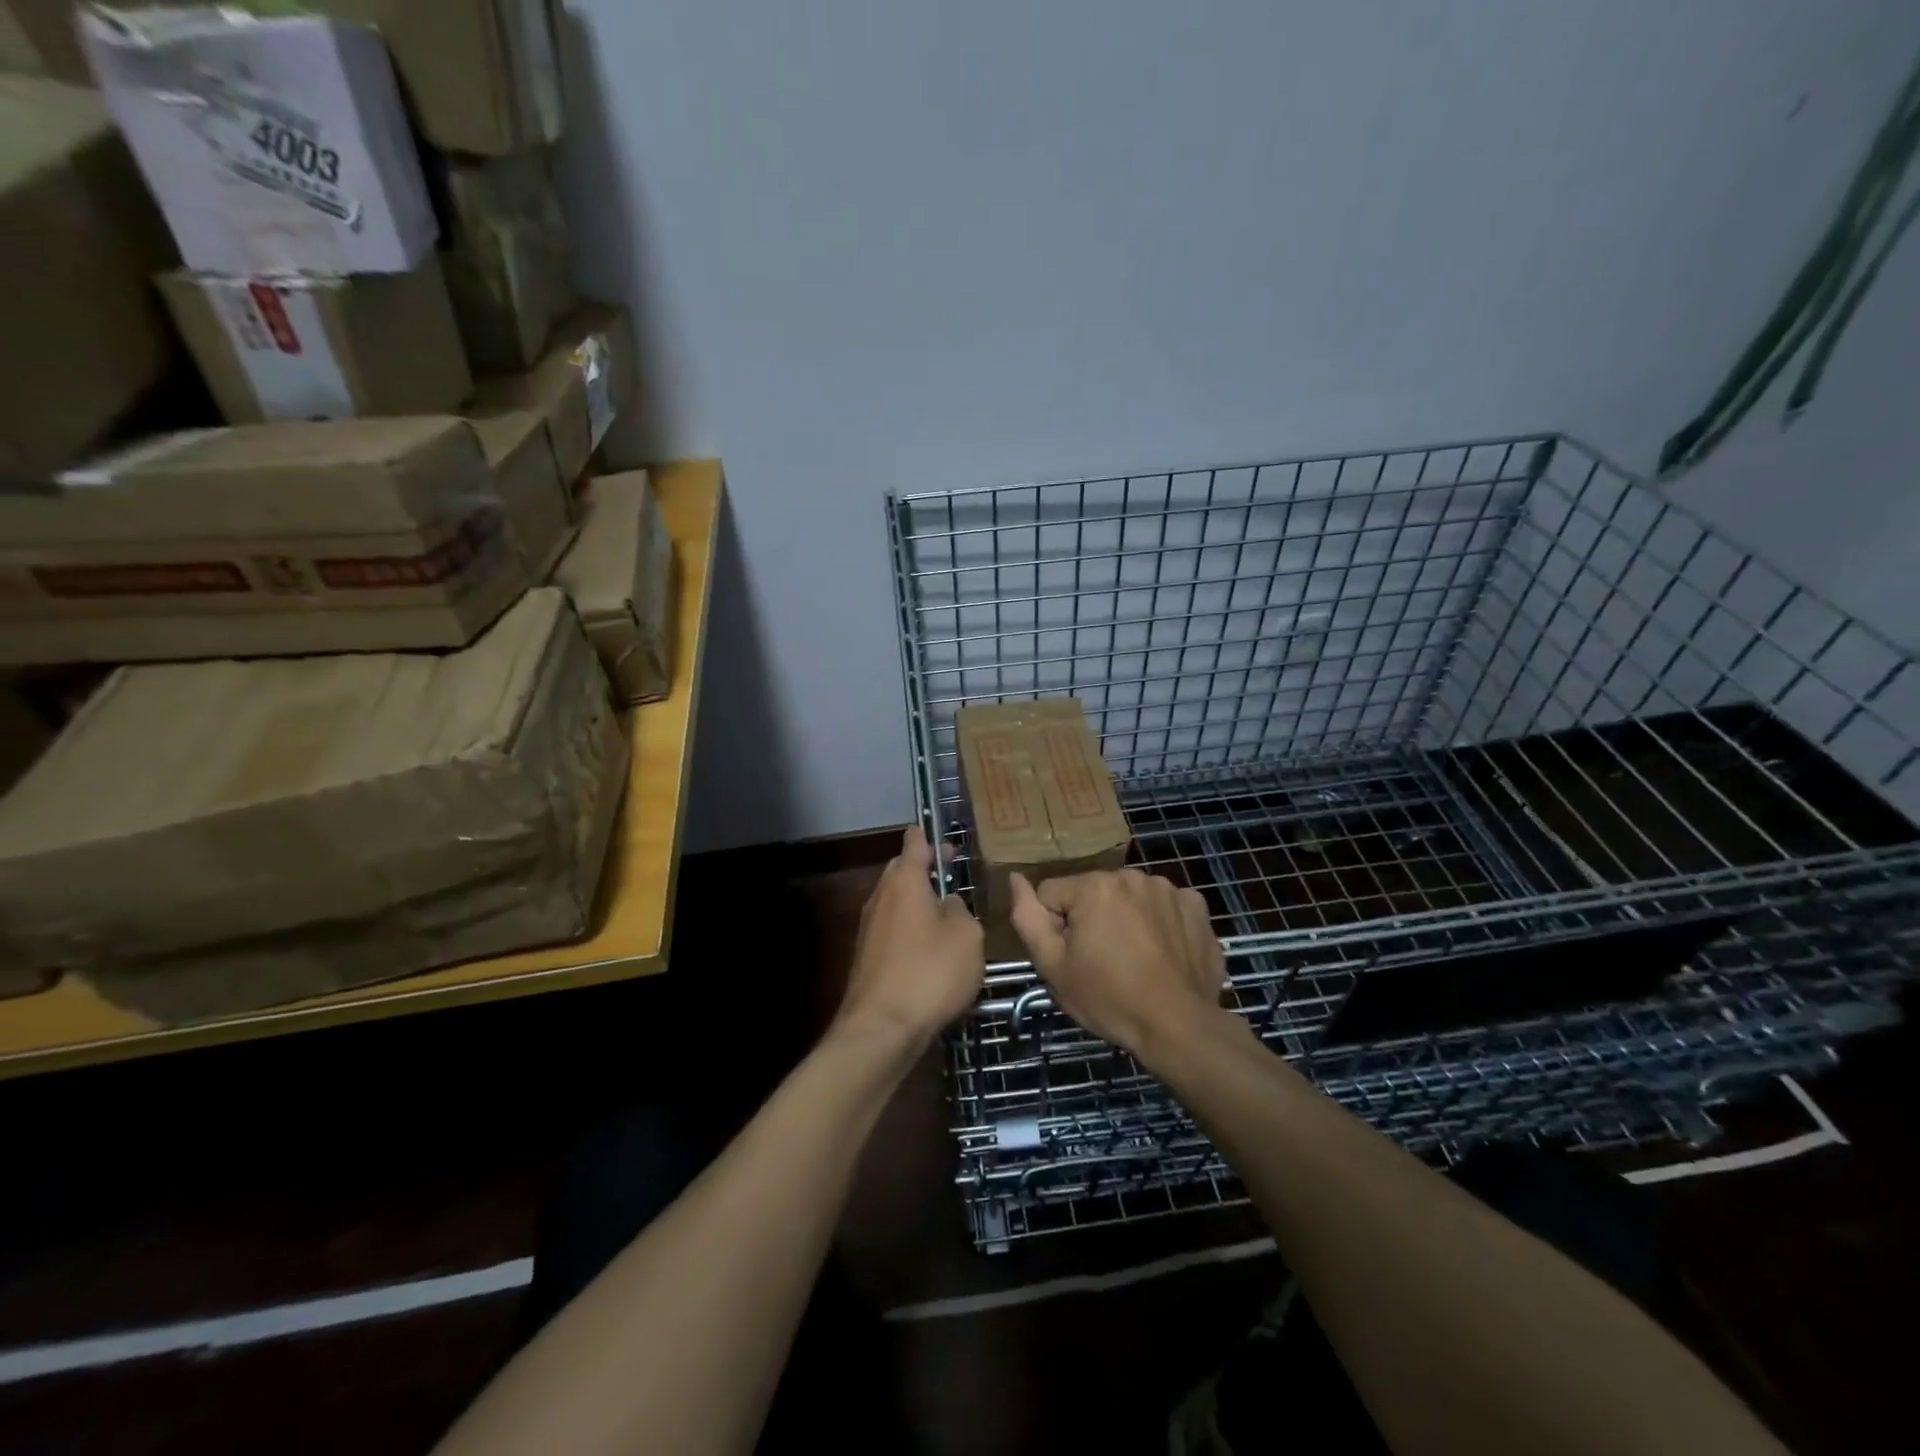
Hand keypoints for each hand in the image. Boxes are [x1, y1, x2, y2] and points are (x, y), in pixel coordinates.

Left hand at [837, 826, 983, 1047]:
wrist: (882, 1028)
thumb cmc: (930, 972)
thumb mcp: (968, 936)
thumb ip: (961, 911)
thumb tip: (947, 906)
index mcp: (905, 880)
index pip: (915, 842)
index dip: (932, 838)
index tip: (948, 841)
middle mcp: (881, 896)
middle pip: (901, 870)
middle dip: (925, 870)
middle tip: (953, 877)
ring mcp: (869, 927)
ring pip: (896, 902)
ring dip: (918, 903)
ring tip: (947, 916)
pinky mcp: (866, 957)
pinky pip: (891, 929)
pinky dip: (910, 930)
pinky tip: (929, 951)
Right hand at [1008, 868, 1229, 1058]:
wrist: (1178, 1026)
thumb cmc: (1108, 998)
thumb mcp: (1053, 966)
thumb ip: (1027, 917)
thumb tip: (1015, 878)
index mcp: (1094, 886)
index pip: (1052, 894)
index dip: (1055, 928)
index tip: (1073, 958)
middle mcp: (1131, 875)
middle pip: (1093, 893)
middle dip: (1091, 919)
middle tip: (1103, 962)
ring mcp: (1168, 888)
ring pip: (1128, 898)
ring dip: (1126, 918)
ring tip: (1135, 959)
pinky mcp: (1196, 905)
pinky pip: (1164, 905)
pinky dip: (1160, 922)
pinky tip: (1163, 952)